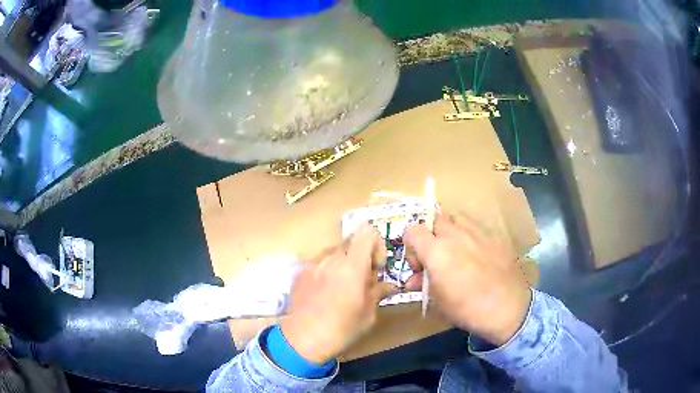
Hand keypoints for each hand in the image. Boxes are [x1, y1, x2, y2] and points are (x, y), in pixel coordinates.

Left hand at [281, 224, 397, 363]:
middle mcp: (331, 259)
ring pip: (335, 251)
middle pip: (351, 241)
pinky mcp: (301, 272)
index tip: (376, 268)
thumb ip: (378, 293)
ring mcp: (313, 264)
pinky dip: (329, 269)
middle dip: (361, 254)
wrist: (303, 340)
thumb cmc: (341, 330)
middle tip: (363, 278)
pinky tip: (326, 291)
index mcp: (352, 267)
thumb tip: (389, 285)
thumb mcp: (368, 315)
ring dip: (345, 261)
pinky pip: (320, 262)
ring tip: (344, 285)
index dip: (376, 246)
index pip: (367, 233)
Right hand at [404, 214, 531, 345]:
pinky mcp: (494, 235)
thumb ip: (423, 283)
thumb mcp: (438, 300)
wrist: (507, 307)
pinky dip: (470, 237)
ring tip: (457, 253)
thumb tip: (413, 279)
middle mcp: (455, 234)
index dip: (411, 246)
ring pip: (456, 219)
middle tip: (437, 259)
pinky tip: (478, 256)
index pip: (412, 230)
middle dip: (431, 236)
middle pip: (434, 221)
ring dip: (451, 233)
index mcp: (436, 250)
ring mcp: (477, 232)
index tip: (419, 265)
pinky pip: (476, 228)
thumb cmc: (467, 308)